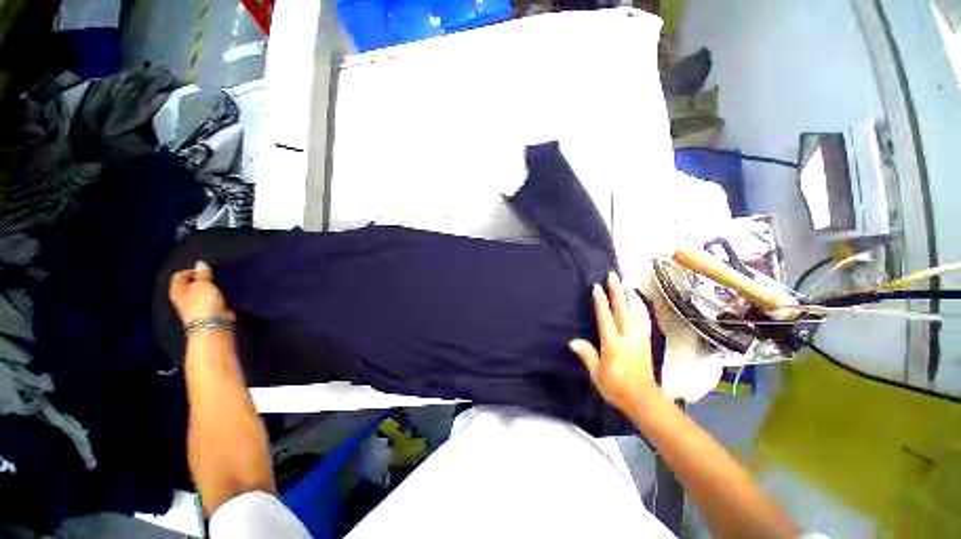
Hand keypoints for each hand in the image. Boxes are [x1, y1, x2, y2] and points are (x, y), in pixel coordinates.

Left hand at [169, 261, 234, 324]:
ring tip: (223, 285)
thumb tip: (200, 263)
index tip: (207, 271)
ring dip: (212, 289)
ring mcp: (196, 307)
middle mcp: (183, 298)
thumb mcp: (203, 284)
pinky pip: (213, 300)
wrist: (213, 325)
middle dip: (203, 280)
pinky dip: (219, 297)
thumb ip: (203, 274)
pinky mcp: (208, 312)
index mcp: (177, 291)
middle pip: (191, 285)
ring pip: (203, 293)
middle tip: (215, 277)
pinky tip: (227, 295)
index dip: (192, 271)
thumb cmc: (203, 303)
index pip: (179, 275)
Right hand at [569, 272, 658, 411]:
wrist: (643, 399)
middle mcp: (628, 338)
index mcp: (613, 345)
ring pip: (636, 312)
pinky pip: (645, 320)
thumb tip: (572, 341)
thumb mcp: (597, 374)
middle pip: (622, 310)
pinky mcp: (647, 341)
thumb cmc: (616, 387)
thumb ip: (587, 355)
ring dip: (631, 296)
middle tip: (614, 276)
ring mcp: (640, 338)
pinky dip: (642, 307)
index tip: (597, 287)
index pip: (606, 318)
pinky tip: (639, 300)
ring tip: (627, 282)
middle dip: (617, 292)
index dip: (601, 302)